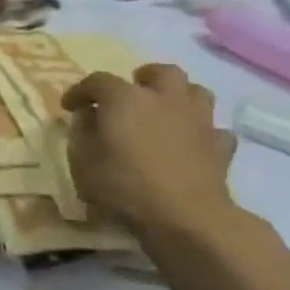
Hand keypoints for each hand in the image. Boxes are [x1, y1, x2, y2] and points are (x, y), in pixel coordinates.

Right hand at [61, 63, 238, 235]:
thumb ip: (81, 132)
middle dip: (143, 78)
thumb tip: (87, 116)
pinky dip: (201, 131)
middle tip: (129, 94)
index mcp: (126, 99)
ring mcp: (199, 120)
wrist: (185, 217)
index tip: (69, 106)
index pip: (97, 81)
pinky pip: (213, 128)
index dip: (80, 91)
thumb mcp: (82, 161)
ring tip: (163, 112)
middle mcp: (165, 99)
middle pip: (160, 72)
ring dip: (178, 96)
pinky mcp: (221, 145)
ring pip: (195, 91)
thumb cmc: (123, 186)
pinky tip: (190, 143)